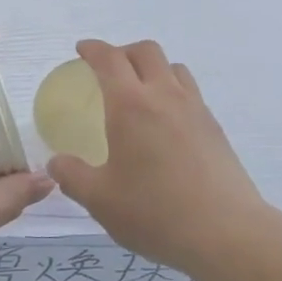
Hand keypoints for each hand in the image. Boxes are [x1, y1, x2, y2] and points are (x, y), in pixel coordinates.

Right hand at [43, 39, 269, 278]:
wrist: (225, 231)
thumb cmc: (155, 212)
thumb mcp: (101, 200)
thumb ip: (73, 177)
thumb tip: (56, 163)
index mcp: (131, 105)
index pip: (110, 59)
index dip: (93, 49)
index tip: (81, 49)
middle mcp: (165, 95)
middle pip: (146, 51)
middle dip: (124, 51)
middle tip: (109, 69)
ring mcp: (195, 108)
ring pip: (173, 67)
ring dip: (153, 67)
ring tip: (141, 91)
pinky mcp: (214, 126)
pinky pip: (190, 91)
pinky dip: (173, 90)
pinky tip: (167, 122)